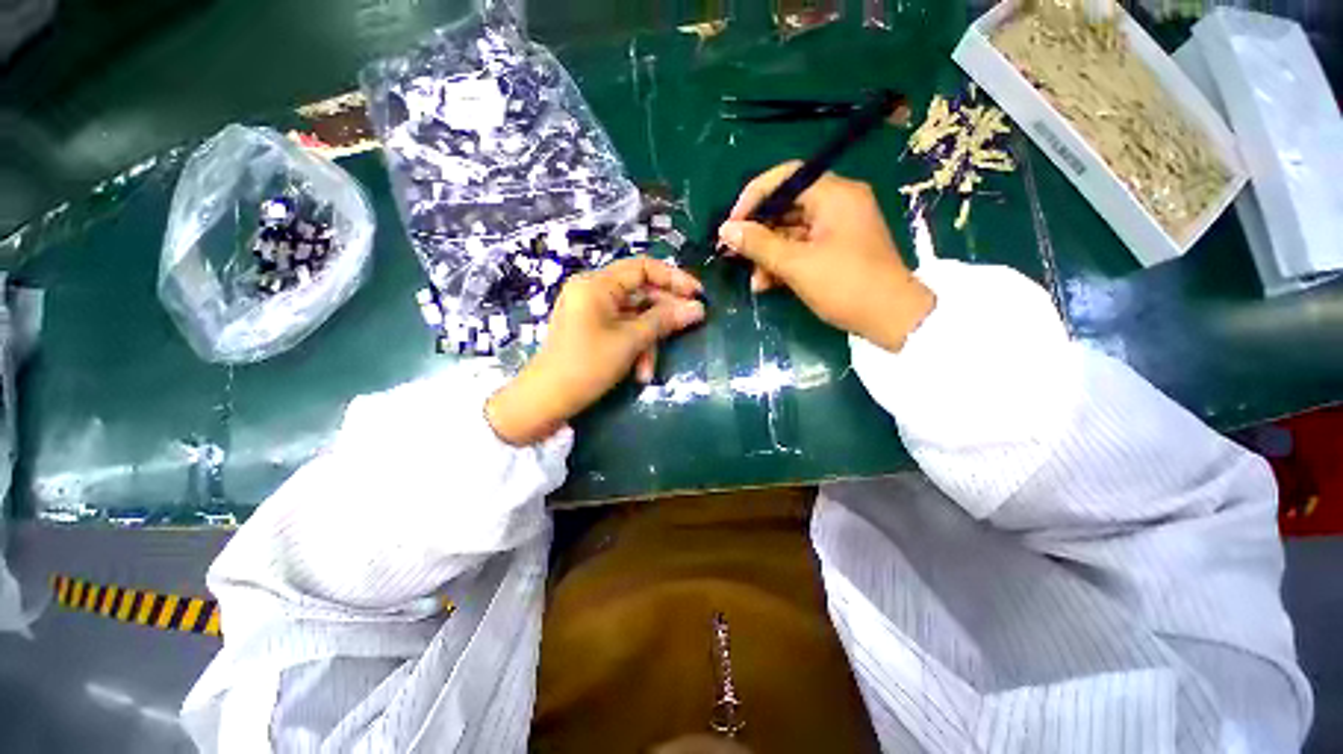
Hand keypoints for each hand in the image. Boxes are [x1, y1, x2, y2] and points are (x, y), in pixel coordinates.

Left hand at [486, 257, 705, 445]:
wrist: (546, 400)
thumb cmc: (586, 365)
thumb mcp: (629, 341)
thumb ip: (664, 321)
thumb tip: (698, 308)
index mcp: (597, 284)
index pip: (643, 268)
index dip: (674, 279)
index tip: (698, 295)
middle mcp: (593, 291)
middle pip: (640, 293)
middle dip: (663, 316)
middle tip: (690, 326)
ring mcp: (592, 311)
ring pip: (634, 317)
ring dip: (648, 342)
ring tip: (650, 370)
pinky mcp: (592, 330)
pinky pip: (622, 330)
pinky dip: (634, 348)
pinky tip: (639, 372)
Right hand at [717, 162, 934, 352]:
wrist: (891, 318)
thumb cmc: (845, 285)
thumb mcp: (797, 265)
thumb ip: (759, 244)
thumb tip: (726, 230)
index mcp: (835, 195)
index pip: (785, 178)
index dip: (753, 197)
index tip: (732, 224)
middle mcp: (838, 204)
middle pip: (786, 207)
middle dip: (759, 234)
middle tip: (735, 255)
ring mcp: (838, 228)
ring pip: (791, 231)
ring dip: (769, 255)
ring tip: (754, 281)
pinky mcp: (837, 250)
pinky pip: (803, 248)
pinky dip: (784, 263)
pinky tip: (767, 284)